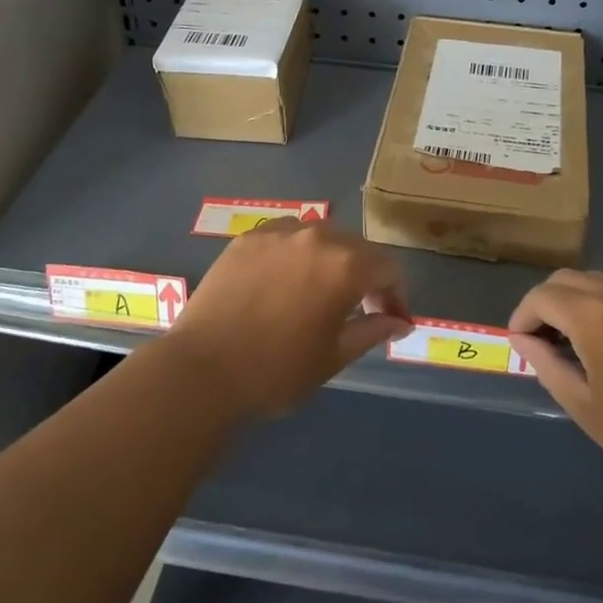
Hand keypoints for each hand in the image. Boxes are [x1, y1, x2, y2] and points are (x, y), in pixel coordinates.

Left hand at [170, 219, 410, 417]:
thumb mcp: (335, 356)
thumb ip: (372, 330)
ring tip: (320, 290)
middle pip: (356, 246)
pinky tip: (284, 280)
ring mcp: (278, 232)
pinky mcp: (247, 238)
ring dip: (330, 259)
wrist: (203, 370)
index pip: (388, 267)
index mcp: (345, 265)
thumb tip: (400, 321)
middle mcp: (316, 237)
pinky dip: (296, 253)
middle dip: (366, 275)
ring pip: (320, 236)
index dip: (396, 294)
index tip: (391, 320)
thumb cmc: (278, 370)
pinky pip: (285, 236)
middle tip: (360, 308)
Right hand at [509, 271, 602, 514]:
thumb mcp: (589, 410)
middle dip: (547, 304)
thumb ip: (549, 367)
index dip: (522, 316)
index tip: (520, 344)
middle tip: (544, 342)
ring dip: (581, 303)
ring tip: (582, 344)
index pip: (542, 296)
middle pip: (570, 280)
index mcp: (596, 316)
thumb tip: (524, 342)